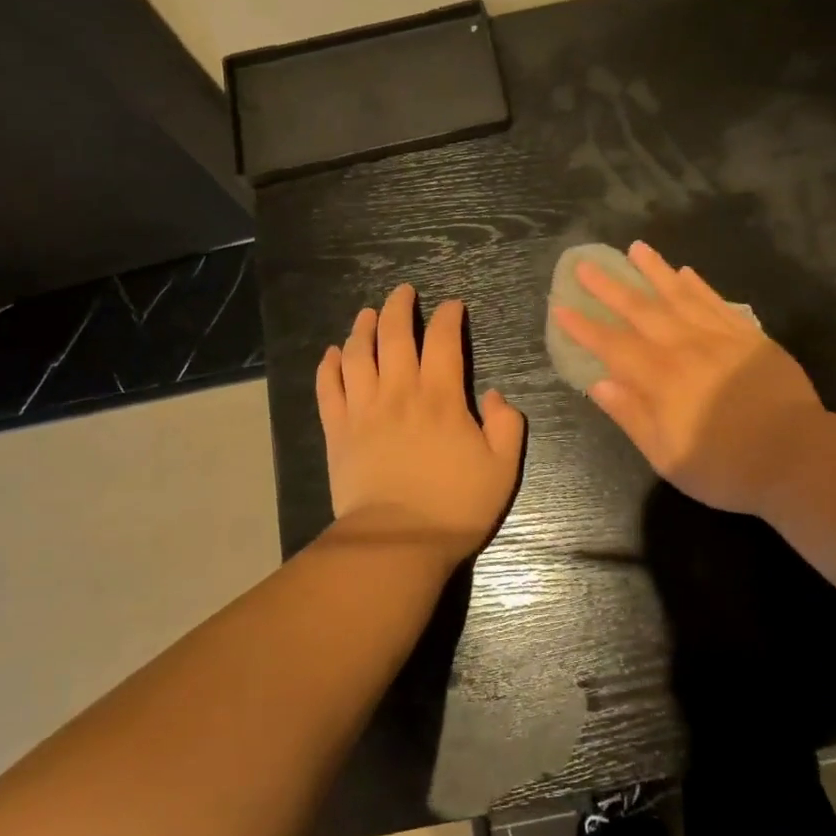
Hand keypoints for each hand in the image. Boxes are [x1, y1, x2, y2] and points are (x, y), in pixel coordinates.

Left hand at [316, 284, 525, 562]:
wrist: (396, 543)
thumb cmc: (454, 506)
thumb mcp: (502, 468)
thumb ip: (507, 425)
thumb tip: (497, 395)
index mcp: (441, 397)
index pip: (443, 340)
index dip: (449, 317)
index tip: (453, 306)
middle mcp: (399, 391)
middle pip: (394, 334)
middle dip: (400, 306)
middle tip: (404, 292)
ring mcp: (363, 409)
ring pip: (358, 353)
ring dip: (362, 327)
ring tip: (367, 312)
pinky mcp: (338, 431)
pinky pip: (329, 388)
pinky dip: (329, 365)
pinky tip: (333, 352)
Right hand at [552, 242, 824, 517]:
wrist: (798, 456)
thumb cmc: (726, 466)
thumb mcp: (668, 456)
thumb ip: (633, 416)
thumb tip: (600, 383)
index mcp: (660, 379)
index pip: (613, 345)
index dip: (585, 327)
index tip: (562, 307)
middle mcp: (684, 348)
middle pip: (640, 311)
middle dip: (610, 287)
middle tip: (586, 264)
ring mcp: (719, 338)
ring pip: (679, 296)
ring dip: (654, 271)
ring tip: (635, 248)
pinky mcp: (749, 337)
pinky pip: (717, 303)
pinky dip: (699, 286)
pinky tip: (686, 273)